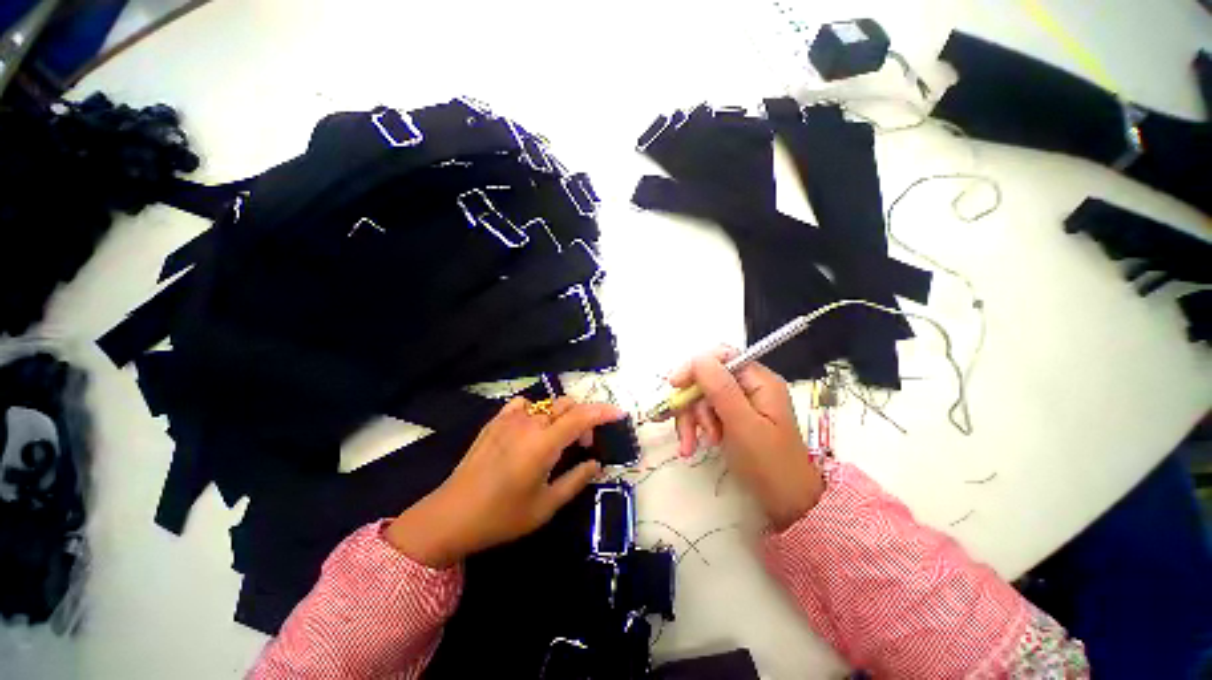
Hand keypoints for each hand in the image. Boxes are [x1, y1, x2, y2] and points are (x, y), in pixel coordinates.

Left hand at [385, 397, 623, 567]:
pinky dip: (537, 413)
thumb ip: (576, 480)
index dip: (603, 412)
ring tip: (556, 442)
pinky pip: (524, 406)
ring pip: (547, 405)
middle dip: (583, 420)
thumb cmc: (501, 517)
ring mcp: (509, 419)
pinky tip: (531, 432)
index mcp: (543, 444)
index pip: (581, 417)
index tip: (619, 414)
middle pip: (567, 406)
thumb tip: (596, 463)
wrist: (450, 516)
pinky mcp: (495, 422)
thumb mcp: (546, 506)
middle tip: (582, 447)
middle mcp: (528, 423)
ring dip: (561, 418)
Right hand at [669, 346, 823, 528]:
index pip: (721, 357)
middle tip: (689, 429)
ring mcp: (739, 403)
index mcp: (759, 380)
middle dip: (692, 403)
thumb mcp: (743, 425)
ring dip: (691, 420)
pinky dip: (694, 428)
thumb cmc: (769, 464)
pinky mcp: (731, 418)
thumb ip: (721, 389)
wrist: (787, 504)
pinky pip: (704, 413)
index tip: (675, 385)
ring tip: (691, 445)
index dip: (695, 367)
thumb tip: (698, 359)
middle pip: (706, 379)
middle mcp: (748, 387)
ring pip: (701, 397)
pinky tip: (691, 446)